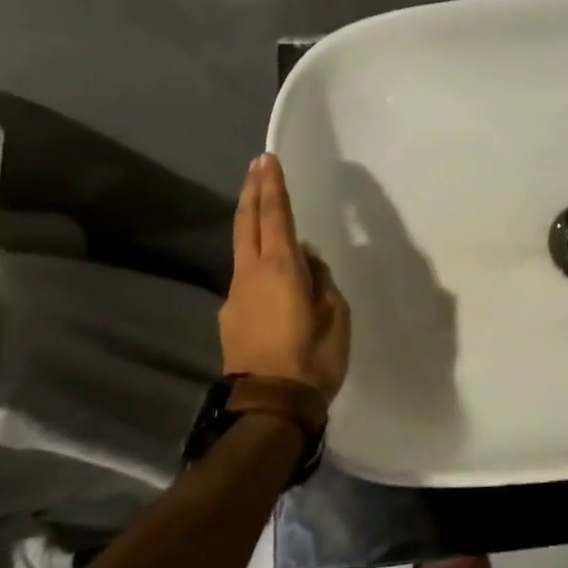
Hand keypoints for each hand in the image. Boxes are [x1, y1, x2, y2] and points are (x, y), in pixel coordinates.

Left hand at [218, 154, 351, 401]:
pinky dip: (258, 263)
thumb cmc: (312, 359)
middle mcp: (250, 275)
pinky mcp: (230, 317)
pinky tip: (275, 277)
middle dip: (252, 192)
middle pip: (247, 224)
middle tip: (256, 166)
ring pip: (243, 250)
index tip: (267, 160)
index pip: (275, 217)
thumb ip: (322, 281)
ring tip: (267, 213)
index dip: (273, 187)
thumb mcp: (336, 316)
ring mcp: (235, 296)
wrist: (269, 407)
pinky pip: (247, 278)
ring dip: (253, 226)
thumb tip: (308, 262)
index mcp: (280, 270)